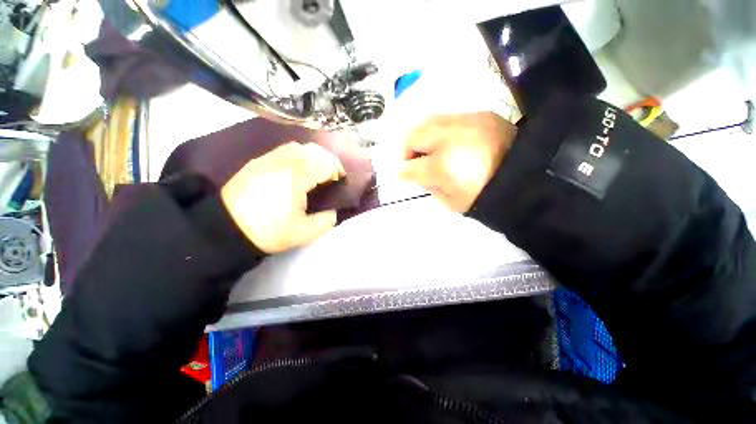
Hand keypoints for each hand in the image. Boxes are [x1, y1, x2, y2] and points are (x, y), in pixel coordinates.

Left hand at [221, 142, 344, 253]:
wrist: (226, 228)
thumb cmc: (268, 231)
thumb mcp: (304, 233)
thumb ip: (326, 220)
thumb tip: (333, 211)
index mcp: (297, 178)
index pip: (325, 164)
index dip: (338, 171)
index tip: (341, 182)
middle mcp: (283, 162)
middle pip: (314, 150)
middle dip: (328, 161)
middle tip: (331, 177)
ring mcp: (268, 159)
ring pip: (298, 147)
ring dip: (313, 156)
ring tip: (315, 172)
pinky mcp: (258, 162)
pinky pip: (284, 150)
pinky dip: (297, 156)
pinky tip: (297, 170)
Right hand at [399, 112, 516, 211]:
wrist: (530, 177)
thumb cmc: (486, 196)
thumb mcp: (452, 202)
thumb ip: (429, 187)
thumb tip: (416, 174)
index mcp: (442, 167)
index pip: (409, 167)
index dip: (402, 171)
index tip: (402, 174)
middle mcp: (449, 138)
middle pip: (413, 136)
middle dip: (407, 149)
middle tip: (413, 160)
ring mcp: (465, 122)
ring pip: (428, 121)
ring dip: (423, 137)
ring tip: (430, 149)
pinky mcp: (480, 114)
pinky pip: (449, 118)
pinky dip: (442, 130)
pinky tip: (451, 141)